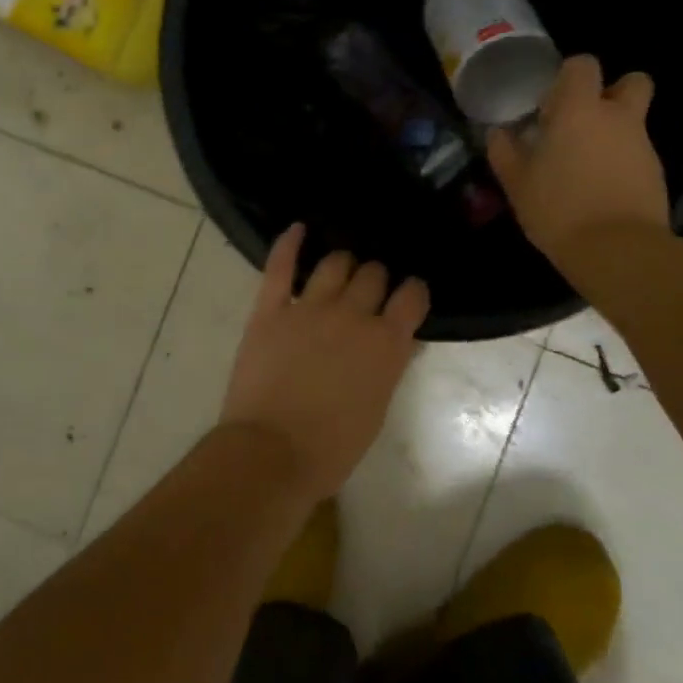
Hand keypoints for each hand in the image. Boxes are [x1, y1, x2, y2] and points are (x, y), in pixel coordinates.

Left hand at [219, 225, 429, 499]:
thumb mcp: (376, 408)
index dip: (412, 292)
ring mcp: (309, 308)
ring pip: (335, 263)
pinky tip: (297, 228)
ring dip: (343, 263)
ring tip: (341, 268)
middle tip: (369, 289)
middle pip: (373, 274)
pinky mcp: (270, 309)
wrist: (271, 454)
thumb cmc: (332, 446)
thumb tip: (402, 339)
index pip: (412, 296)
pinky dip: (289, 243)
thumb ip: (390, 365)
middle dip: (376, 278)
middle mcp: (353, 316)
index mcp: (385, 343)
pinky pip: (281, 266)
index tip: (408, 295)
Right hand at [486, 55, 668, 267]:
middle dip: (612, 92)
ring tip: (586, 166)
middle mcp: (618, 118)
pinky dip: (623, 163)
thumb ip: (505, 152)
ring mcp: (643, 145)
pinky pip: (638, 155)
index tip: (552, 102)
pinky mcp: (657, 174)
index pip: (584, 65)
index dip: (569, 76)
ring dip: (614, 133)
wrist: (618, 250)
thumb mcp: (517, 183)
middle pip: (632, 82)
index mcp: (580, 110)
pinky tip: (601, 191)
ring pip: (634, 122)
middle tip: (584, 120)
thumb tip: (498, 133)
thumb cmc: (558, 208)